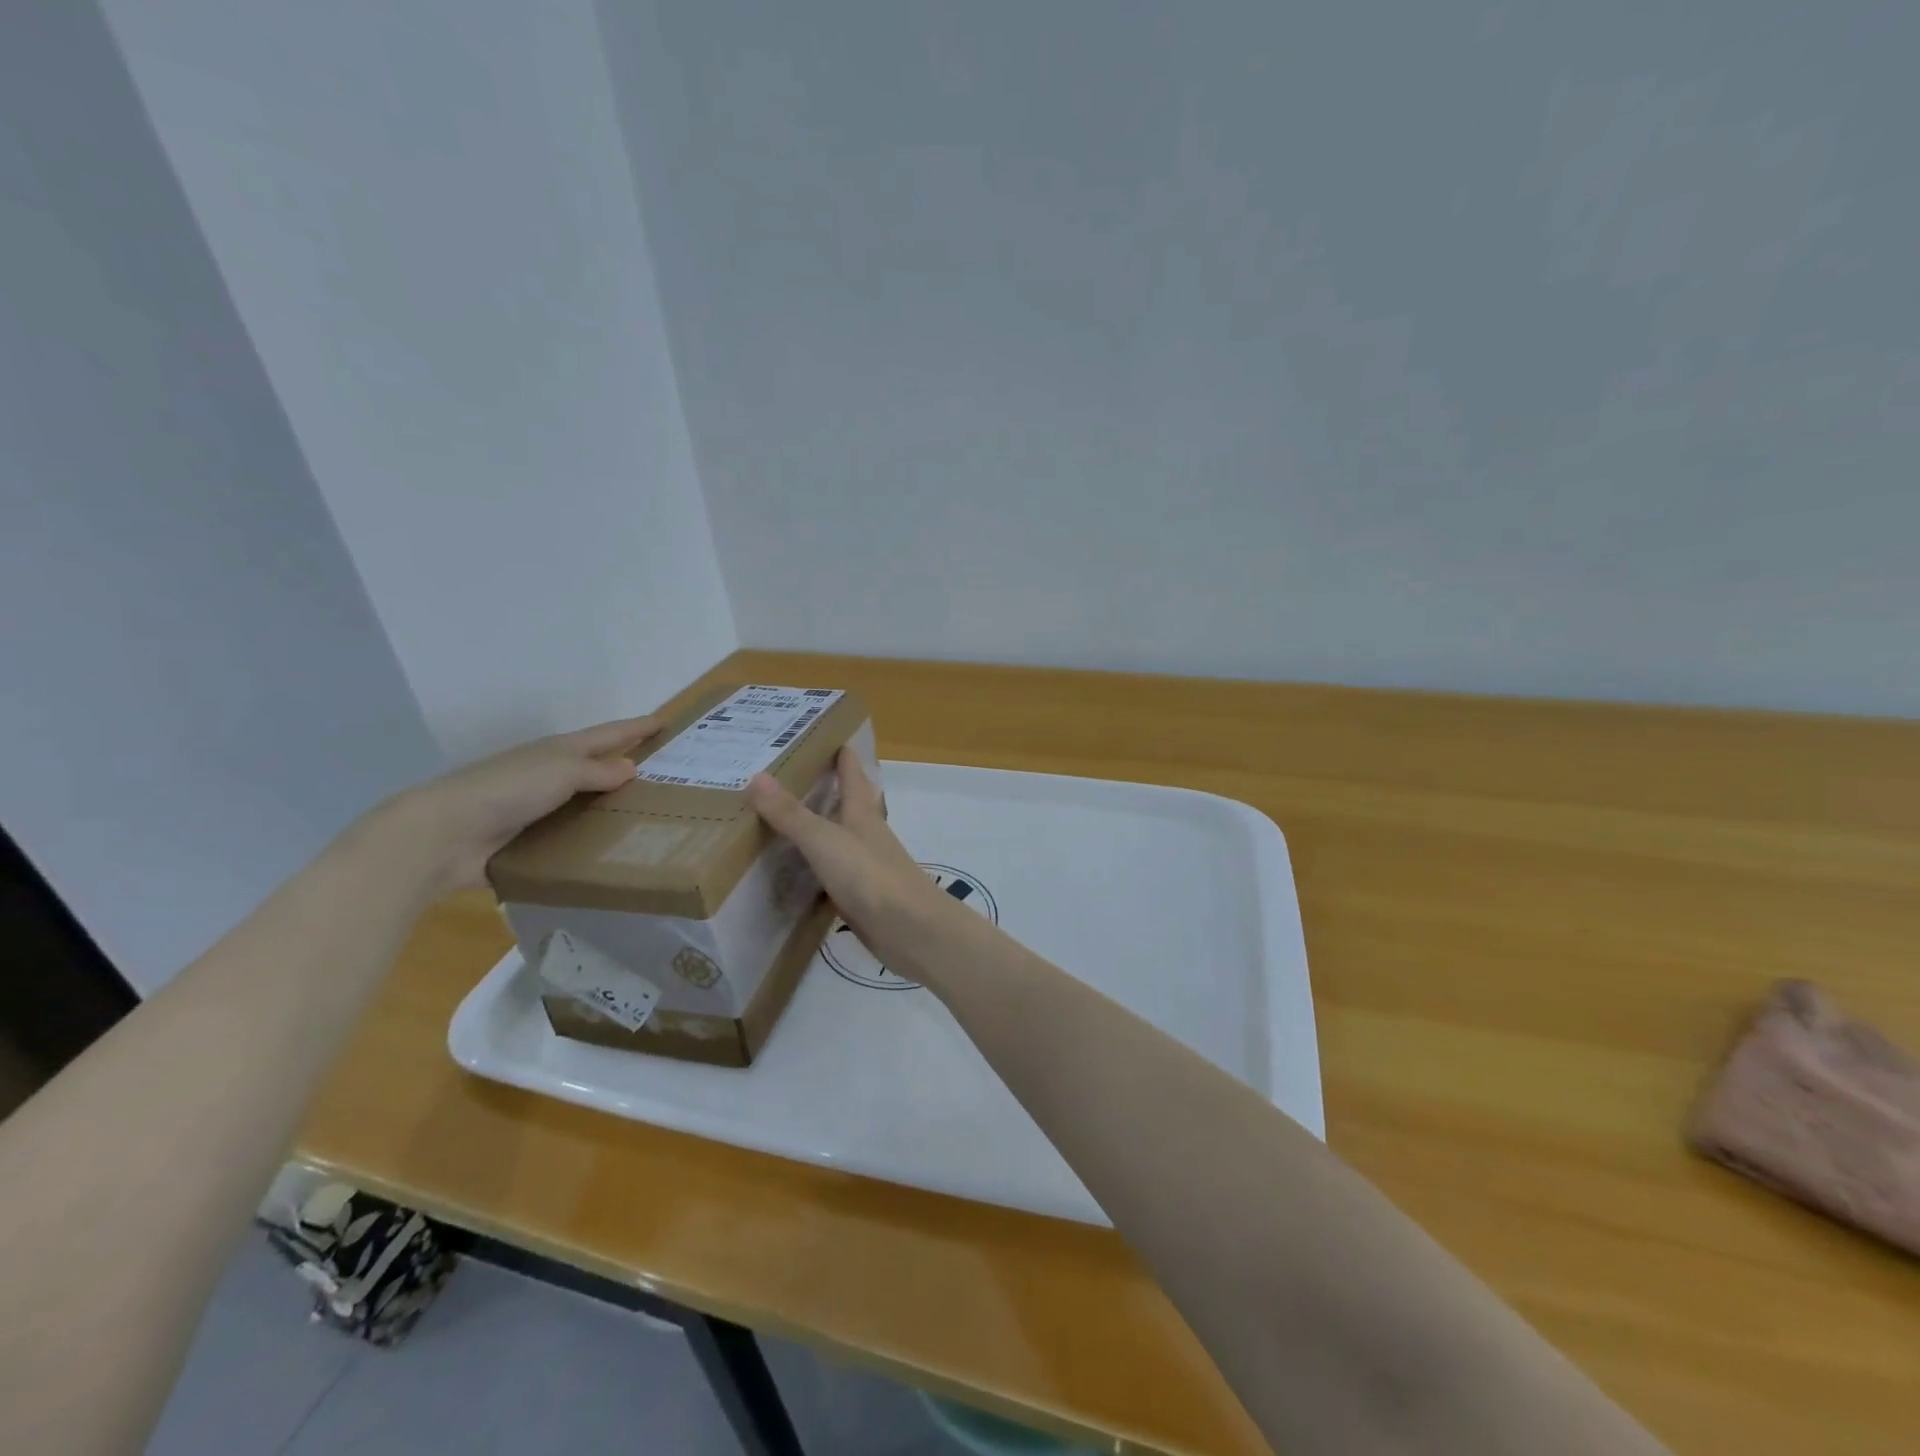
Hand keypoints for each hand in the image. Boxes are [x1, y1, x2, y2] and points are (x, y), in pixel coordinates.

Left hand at [384, 716, 661, 891]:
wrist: (446, 835)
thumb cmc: (508, 790)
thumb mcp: (561, 771)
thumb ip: (598, 771)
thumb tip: (631, 768)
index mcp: (559, 752)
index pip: (608, 735)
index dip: (636, 728)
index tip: (664, 722)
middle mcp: (551, 776)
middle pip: (597, 768)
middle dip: (628, 768)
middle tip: (667, 777)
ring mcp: (539, 809)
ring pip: (586, 805)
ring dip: (611, 810)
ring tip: (650, 821)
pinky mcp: (530, 842)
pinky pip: (571, 839)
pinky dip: (591, 842)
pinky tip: (614, 854)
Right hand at [747, 749, 974, 982]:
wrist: (910, 930)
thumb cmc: (871, 876)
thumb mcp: (825, 841)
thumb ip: (791, 814)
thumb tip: (757, 775)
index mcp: (862, 813)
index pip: (852, 773)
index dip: (841, 753)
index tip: (824, 732)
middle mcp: (866, 834)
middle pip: (848, 803)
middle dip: (827, 786)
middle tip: (791, 775)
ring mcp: (866, 865)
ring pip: (840, 837)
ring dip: (820, 826)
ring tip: (786, 818)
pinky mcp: (861, 896)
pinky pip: (833, 872)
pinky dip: (816, 866)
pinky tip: (797, 871)